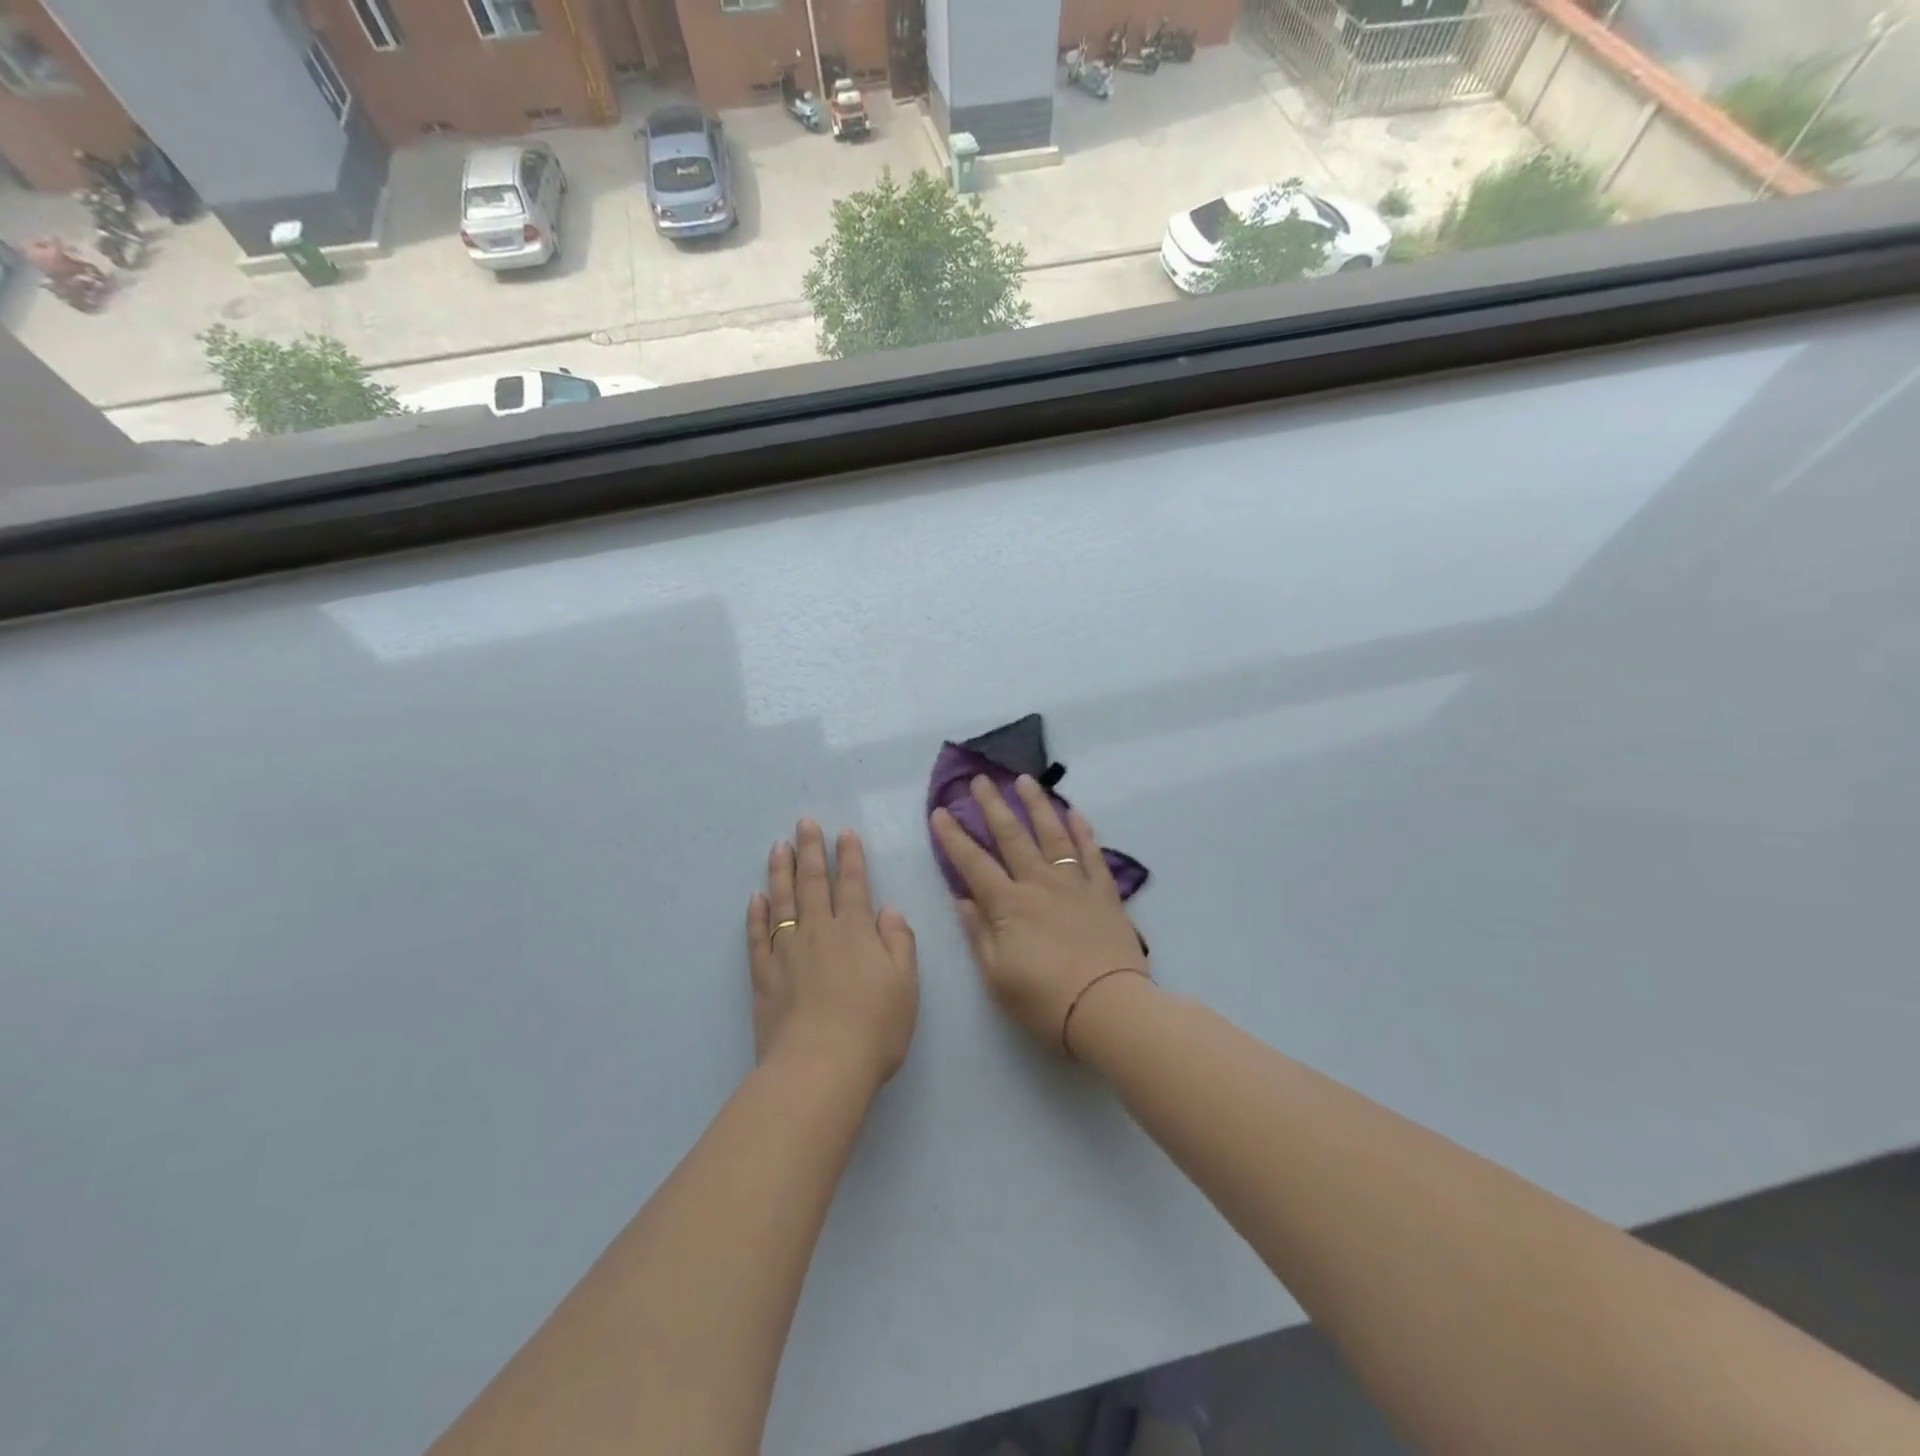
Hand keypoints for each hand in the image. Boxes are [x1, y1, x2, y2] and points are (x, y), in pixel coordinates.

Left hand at [747, 821, 918, 1092]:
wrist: (820, 1067)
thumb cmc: (874, 1027)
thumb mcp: (906, 984)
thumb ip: (899, 942)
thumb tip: (888, 910)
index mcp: (856, 932)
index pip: (853, 884)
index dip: (850, 857)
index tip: (844, 832)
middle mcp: (819, 932)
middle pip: (814, 883)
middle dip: (811, 850)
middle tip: (804, 823)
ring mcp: (787, 952)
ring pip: (782, 902)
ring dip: (781, 872)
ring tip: (778, 847)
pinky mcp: (764, 976)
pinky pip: (757, 937)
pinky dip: (756, 915)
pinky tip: (755, 898)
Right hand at [931, 776, 1148, 1054]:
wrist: (1108, 1008)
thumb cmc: (1045, 1001)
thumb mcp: (997, 976)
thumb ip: (979, 934)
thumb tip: (964, 899)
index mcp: (1008, 905)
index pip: (973, 863)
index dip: (953, 837)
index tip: (939, 811)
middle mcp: (1038, 884)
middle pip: (1011, 837)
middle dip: (992, 806)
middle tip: (980, 779)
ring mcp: (1074, 884)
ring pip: (1052, 834)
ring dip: (1036, 805)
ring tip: (1025, 780)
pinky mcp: (1104, 892)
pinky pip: (1091, 853)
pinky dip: (1082, 831)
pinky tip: (1074, 812)